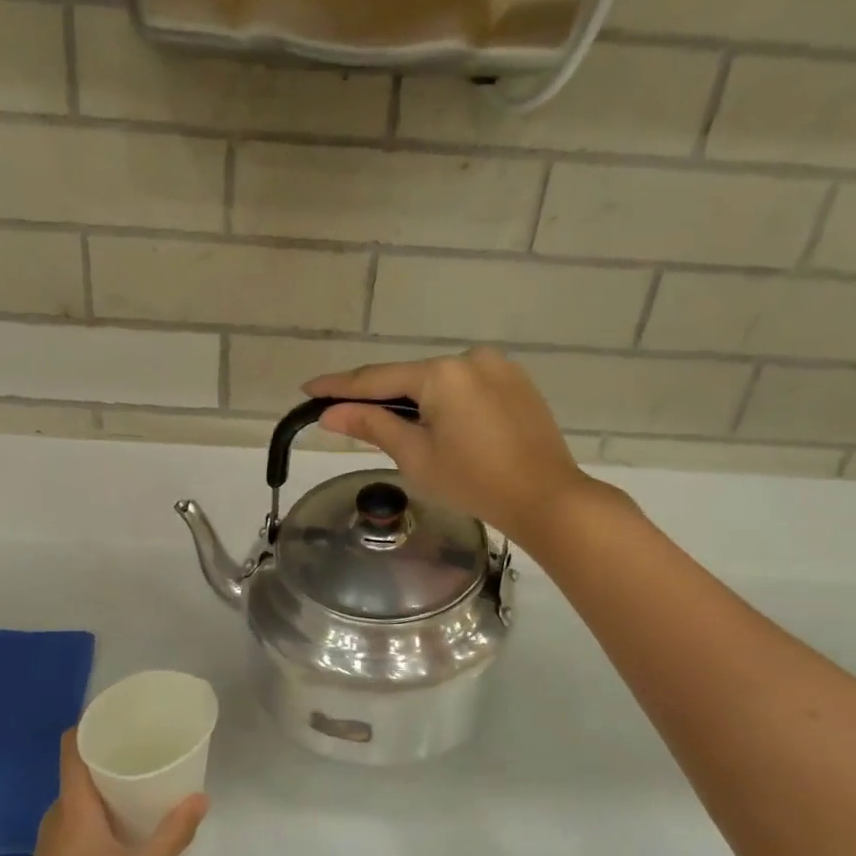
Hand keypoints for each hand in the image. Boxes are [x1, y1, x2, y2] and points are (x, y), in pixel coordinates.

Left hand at [0, 730, 207, 855]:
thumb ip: (173, 834)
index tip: (126, 712)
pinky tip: (133, 821)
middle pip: (82, 768)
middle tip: (154, 744)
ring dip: (112, 783)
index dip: (93, 723)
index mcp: (73, 807)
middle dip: (115, 752)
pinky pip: (81, 818)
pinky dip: (106, 809)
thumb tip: (201, 798)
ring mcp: (54, 841)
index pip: (72, 746)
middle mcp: (58, 816)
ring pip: (83, 796)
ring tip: (151, 777)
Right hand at [305, 348, 600, 544]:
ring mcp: (498, 367)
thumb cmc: (474, 482)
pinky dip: (444, 402)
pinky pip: (466, 387)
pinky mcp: (516, 382)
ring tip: (396, 429)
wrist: (546, 498)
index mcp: (441, 373)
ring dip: (414, 401)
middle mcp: (469, 358)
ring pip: (439, 382)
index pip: (376, 379)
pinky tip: (439, 426)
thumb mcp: (415, 456)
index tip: (308, 390)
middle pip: (409, 377)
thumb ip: (372, 426)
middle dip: (378, 397)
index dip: (339, 387)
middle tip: (345, 414)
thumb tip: (331, 414)